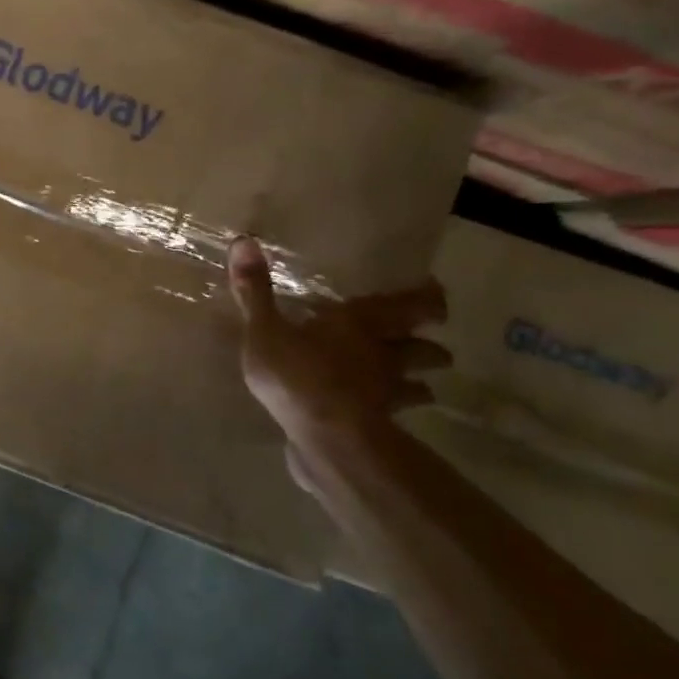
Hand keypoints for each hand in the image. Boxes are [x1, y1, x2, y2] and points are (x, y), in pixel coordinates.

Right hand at [227, 237, 449, 465]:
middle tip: (430, 340)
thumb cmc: (296, 375)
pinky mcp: (380, 423)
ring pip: (419, 380)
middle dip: (429, 343)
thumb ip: (255, 291)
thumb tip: (244, 240)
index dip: (427, 299)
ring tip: (418, 380)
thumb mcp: (264, 330)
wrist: (326, 439)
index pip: (411, 305)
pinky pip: (398, 412)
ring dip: (421, 378)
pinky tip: (388, 413)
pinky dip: (399, 410)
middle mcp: (383, 352)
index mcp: (359, 322)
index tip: (433, 293)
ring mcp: (387, 390)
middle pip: (423, 345)